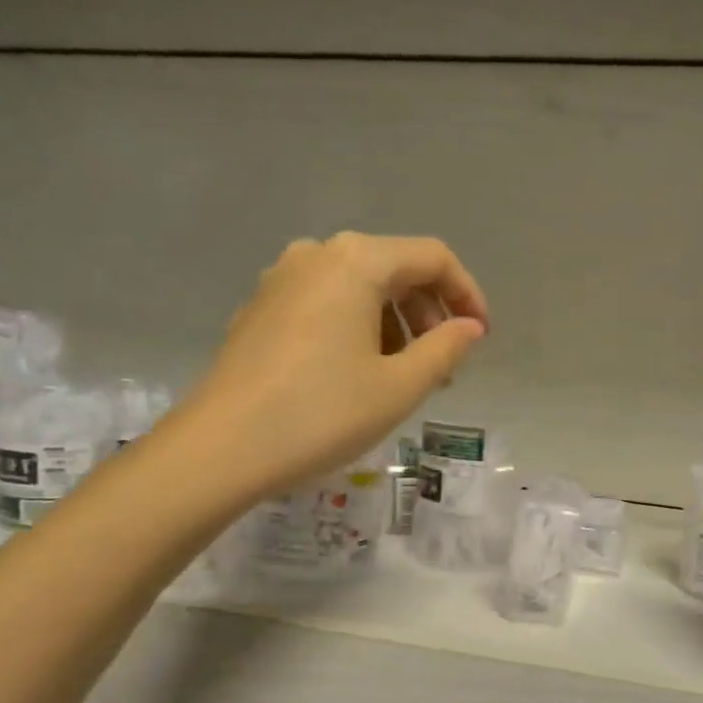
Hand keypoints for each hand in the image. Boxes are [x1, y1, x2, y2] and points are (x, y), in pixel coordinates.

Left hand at [172, 233, 487, 500]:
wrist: (220, 448)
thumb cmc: (322, 413)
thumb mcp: (400, 386)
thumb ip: (446, 349)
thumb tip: (470, 327)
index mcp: (357, 261)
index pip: (433, 258)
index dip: (467, 294)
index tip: (481, 338)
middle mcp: (317, 254)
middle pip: (394, 269)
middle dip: (429, 314)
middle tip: (444, 367)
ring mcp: (281, 279)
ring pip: (359, 288)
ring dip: (394, 325)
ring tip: (403, 377)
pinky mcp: (260, 309)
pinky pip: (326, 305)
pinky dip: (356, 329)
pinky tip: (357, 374)